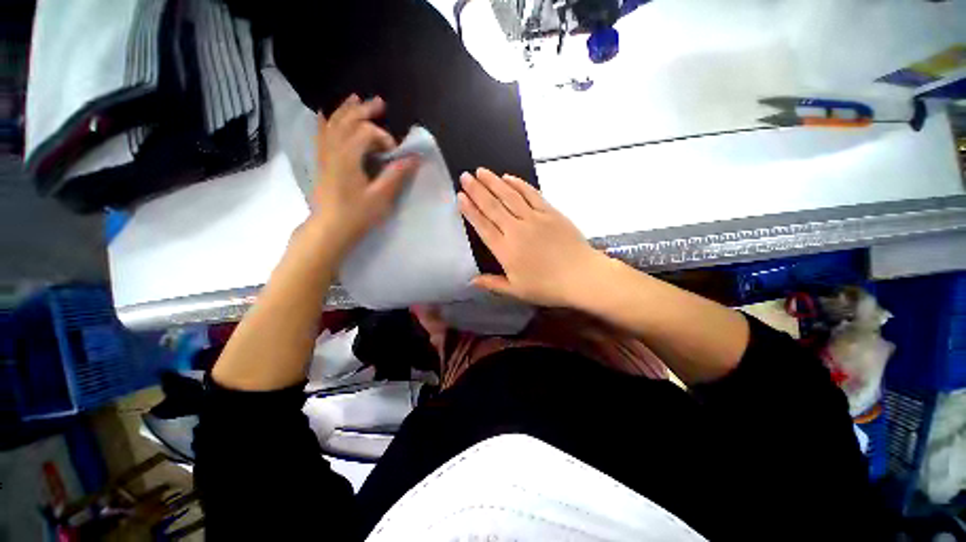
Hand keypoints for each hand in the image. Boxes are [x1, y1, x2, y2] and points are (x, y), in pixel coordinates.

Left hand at [308, 95, 418, 258]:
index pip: (366, 132)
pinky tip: (326, 114)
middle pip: (348, 121)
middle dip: (365, 111)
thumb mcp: (381, 197)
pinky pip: (321, 135)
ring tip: (357, 99)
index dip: (383, 137)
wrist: (329, 228)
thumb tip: (414, 158)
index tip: (395, 153)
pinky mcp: (323, 162)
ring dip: (346, 110)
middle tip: (381, 104)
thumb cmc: (357, 215)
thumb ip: (396, 175)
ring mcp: (325, 154)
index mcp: (348, 156)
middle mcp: (334, 149)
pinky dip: (326, 122)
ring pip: (333, 124)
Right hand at [457, 168, 608, 307]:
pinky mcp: (550, 212)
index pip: (483, 226)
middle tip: (465, 176)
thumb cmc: (548, 287)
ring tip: (481, 171)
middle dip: (477, 190)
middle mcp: (516, 230)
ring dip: (494, 182)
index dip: (470, 210)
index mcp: (505, 250)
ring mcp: (534, 218)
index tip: (460, 196)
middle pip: (493, 206)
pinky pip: (531, 194)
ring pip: (510, 196)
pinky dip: (519, 184)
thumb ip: (492, 284)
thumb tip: (470, 281)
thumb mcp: (516, 291)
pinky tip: (509, 177)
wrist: (582, 276)